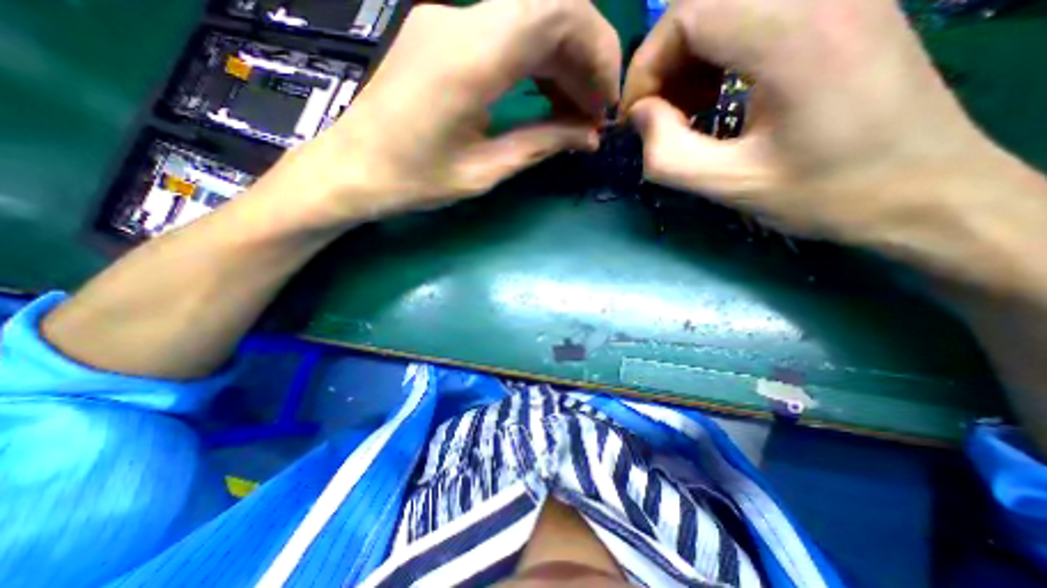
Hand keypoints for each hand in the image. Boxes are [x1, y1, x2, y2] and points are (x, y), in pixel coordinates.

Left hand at [266, 1, 619, 229]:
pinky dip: (535, 65)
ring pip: (529, 21)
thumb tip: (589, 136)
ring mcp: (448, 22)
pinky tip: (544, 100)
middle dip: (585, 59)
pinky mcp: (442, 36)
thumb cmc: (414, 179)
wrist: (352, 169)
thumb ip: (541, 144)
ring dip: (562, 64)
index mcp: (471, 57)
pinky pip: (505, 36)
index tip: (606, 100)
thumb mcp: (484, 171)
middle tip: (594, 113)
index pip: (559, 11)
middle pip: (549, 8)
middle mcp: (461, 20)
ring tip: (574, 113)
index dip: (598, 50)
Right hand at [621, 0, 991, 245]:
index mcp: (793, 34)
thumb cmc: (824, 193)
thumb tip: (640, 116)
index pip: (687, 13)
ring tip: (686, 109)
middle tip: (658, 116)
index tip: (637, 116)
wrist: (924, 189)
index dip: (646, 65)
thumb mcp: (731, 186)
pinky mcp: (841, 6)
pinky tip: (719, 93)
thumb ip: (667, 155)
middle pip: (704, 1)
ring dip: (689, 57)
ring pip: (726, 4)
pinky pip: (754, 12)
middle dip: (665, 61)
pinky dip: (718, 51)